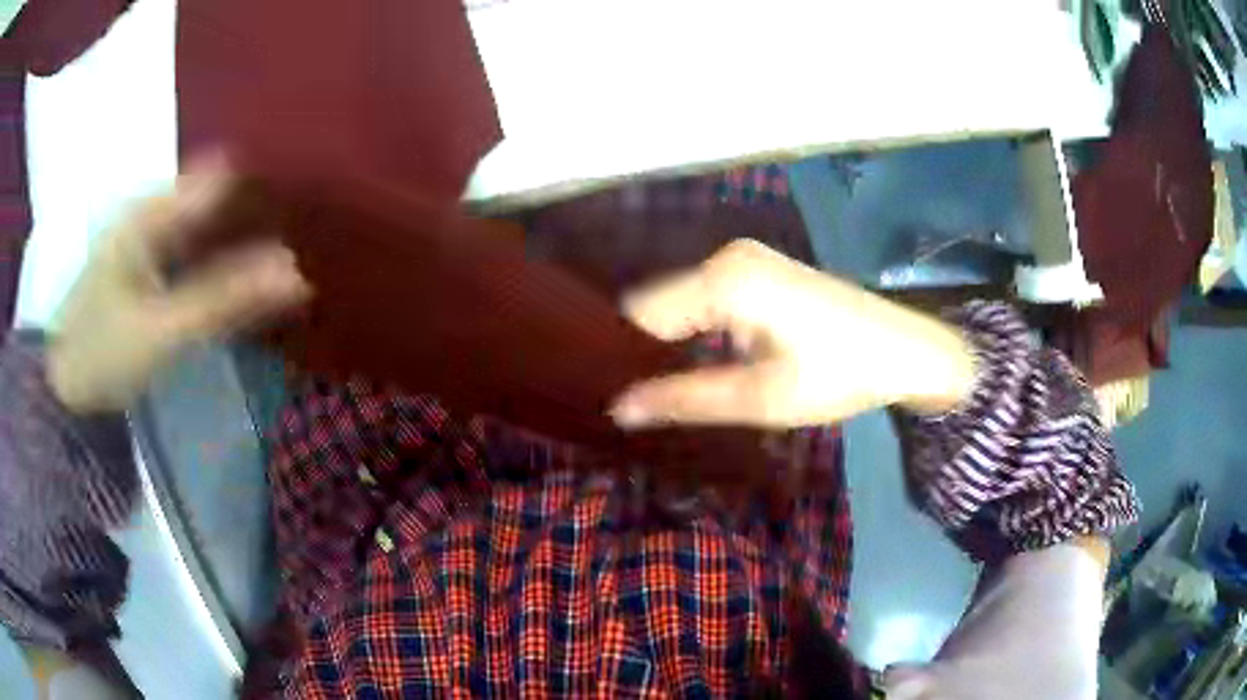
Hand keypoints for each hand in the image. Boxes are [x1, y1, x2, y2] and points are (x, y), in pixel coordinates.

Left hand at [47, 156, 310, 411]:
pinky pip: (194, 250)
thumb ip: (225, 298)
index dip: (265, 184)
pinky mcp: (146, 268)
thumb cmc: (100, 354)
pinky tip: (245, 275)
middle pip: (217, 196)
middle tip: (306, 233)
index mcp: (151, 210)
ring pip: (207, 222)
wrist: (59, 388)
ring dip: (242, 234)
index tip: (308, 206)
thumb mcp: (162, 330)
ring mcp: (147, 240)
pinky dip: (221, 258)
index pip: (223, 175)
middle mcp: (152, 212)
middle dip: (259, 210)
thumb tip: (296, 272)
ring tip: (289, 251)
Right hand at [609, 240, 976, 428]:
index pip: (642, 315)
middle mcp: (726, 257)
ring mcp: (744, 259)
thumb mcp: (760, 397)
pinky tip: (698, 363)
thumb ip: (685, 399)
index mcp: (724, 280)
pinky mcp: (758, 270)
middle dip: (646, 351)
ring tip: (660, 389)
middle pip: (659, 305)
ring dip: (671, 342)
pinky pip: (705, 298)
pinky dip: (696, 330)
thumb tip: (618, 410)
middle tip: (638, 402)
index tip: (610, 399)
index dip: (623, 358)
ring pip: (681, 302)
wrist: (905, 350)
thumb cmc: (839, 374)